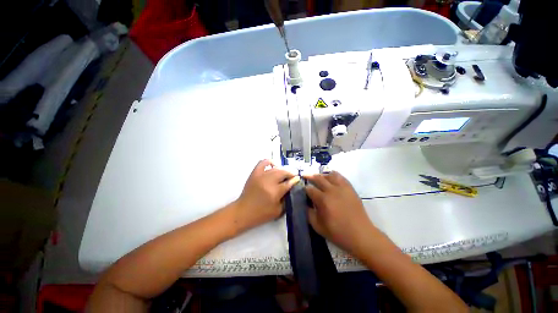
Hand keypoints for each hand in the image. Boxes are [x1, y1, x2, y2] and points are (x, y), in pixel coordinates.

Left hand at [234, 160, 299, 233]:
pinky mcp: (254, 173)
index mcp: (275, 192)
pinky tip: (274, 166)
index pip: (288, 183)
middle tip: (293, 175)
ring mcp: (260, 176)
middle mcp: (268, 181)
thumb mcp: (278, 211)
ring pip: (276, 168)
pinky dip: (270, 162)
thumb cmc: (262, 214)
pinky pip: (263, 162)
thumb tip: (292, 188)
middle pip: (283, 172)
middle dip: (290, 173)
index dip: (295, 180)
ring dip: (283, 169)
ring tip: (285, 173)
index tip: (298, 179)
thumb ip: (287, 199)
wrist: (243, 212)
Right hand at [305, 171, 375, 254]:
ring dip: (322, 175)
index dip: (305, 188)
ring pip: (329, 175)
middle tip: (305, 176)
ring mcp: (342, 188)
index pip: (310, 189)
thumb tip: (305, 203)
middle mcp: (331, 190)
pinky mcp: (350, 188)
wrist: (360, 234)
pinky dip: (334, 175)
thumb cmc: (338, 232)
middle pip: (318, 178)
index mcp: (323, 200)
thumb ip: (309, 213)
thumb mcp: (318, 226)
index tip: (302, 189)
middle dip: (310, 176)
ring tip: (318, 177)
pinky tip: (331, 178)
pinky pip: (340, 177)